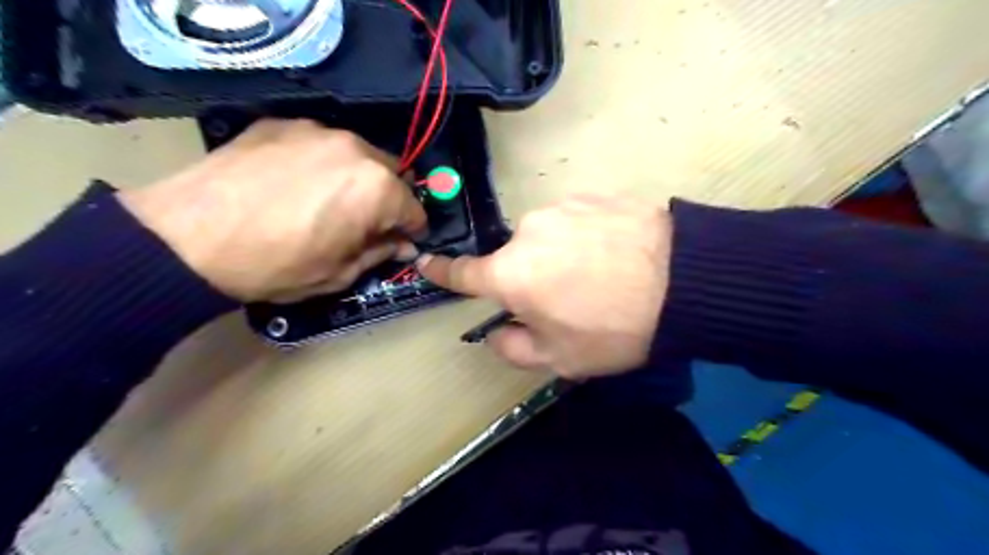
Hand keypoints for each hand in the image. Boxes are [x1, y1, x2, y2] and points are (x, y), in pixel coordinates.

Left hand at [116, 117, 425, 302]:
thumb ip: (380, 253)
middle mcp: (356, 149)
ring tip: (327, 199)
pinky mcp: (281, 124)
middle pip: (392, 173)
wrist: (187, 239)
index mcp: (378, 189)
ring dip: (357, 176)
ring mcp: (317, 131)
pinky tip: (295, 182)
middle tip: (365, 220)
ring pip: (357, 154)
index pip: (415, 208)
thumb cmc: (277, 265)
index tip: (401, 241)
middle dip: (388, 198)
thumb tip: (403, 245)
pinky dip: (321, 162)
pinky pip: (319, 143)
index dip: (411, 229)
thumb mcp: (339, 273)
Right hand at [416, 192, 671, 379]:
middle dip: (530, 279)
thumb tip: (496, 331)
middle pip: (516, 259)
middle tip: (569, 298)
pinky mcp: (593, 194)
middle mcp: (527, 232)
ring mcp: (562, 207)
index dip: (444, 271)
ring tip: (600, 275)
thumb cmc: (614, 329)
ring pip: (547, 238)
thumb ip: (514, 348)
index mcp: (511, 273)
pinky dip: (585, 237)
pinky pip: (576, 221)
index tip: (427, 262)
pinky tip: (615, 253)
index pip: (464, 272)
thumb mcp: (560, 359)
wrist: (686, 282)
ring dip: (560, 256)